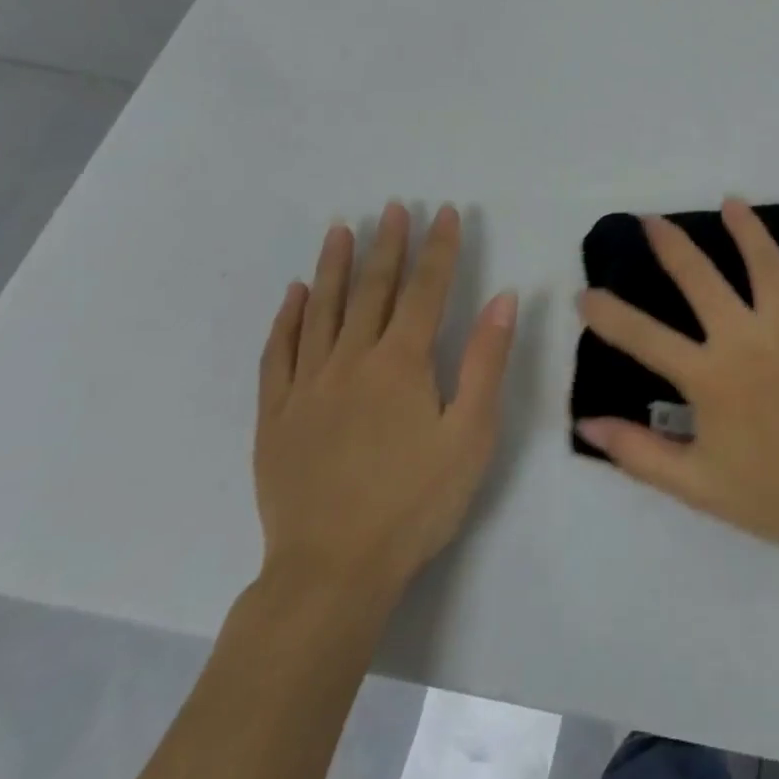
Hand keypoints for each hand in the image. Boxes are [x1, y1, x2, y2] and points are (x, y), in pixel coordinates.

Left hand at [254, 202, 516, 609]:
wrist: (333, 570)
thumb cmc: (417, 501)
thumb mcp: (471, 433)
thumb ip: (486, 361)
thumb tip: (502, 298)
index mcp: (402, 364)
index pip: (424, 290)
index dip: (437, 248)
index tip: (443, 212)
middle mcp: (351, 361)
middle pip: (372, 290)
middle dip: (387, 245)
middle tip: (391, 207)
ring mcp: (307, 387)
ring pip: (322, 311)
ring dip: (334, 267)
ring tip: (341, 230)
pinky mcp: (276, 416)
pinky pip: (278, 353)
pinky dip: (287, 319)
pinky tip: (295, 295)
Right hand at [575, 199, 778, 556]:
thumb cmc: (777, 495)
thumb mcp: (695, 485)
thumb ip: (638, 453)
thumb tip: (587, 422)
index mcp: (708, 375)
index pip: (644, 337)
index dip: (609, 315)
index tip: (586, 293)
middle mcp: (744, 336)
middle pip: (700, 279)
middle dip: (671, 247)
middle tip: (651, 220)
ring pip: (765, 262)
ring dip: (746, 228)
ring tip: (732, 203)